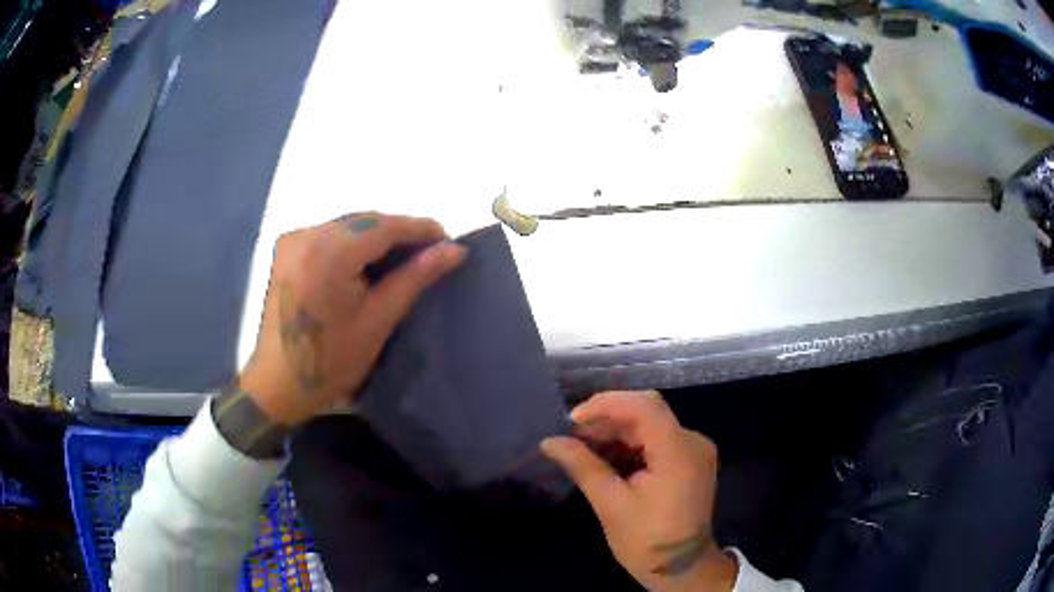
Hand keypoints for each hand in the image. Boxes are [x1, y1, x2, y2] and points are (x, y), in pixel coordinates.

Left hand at [239, 213, 465, 425]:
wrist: (278, 384)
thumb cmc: (331, 360)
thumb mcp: (378, 319)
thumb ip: (415, 277)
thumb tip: (454, 250)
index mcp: (327, 252)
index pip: (383, 226)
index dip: (419, 228)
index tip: (448, 240)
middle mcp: (307, 234)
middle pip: (364, 221)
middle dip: (399, 233)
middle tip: (430, 253)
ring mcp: (293, 239)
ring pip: (348, 226)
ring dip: (377, 238)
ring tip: (405, 259)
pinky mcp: (287, 249)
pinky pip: (331, 235)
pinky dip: (354, 244)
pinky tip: (369, 263)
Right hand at [541, 391, 737, 591]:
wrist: (682, 568)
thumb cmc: (646, 541)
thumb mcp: (611, 505)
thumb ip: (583, 466)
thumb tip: (549, 442)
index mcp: (679, 452)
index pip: (644, 407)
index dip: (606, 405)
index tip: (573, 420)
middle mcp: (693, 442)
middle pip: (648, 413)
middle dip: (607, 420)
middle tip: (573, 436)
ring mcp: (695, 450)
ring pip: (651, 425)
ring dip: (617, 432)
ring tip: (583, 447)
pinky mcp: (690, 460)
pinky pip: (658, 439)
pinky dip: (631, 444)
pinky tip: (607, 456)